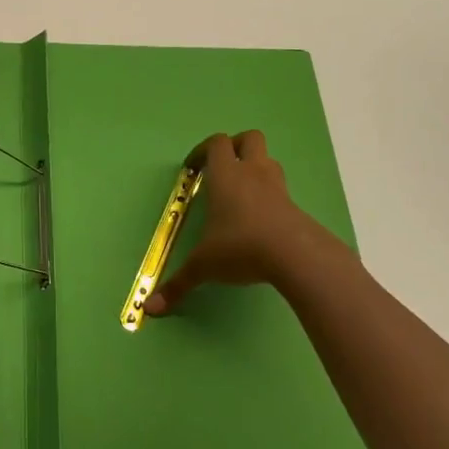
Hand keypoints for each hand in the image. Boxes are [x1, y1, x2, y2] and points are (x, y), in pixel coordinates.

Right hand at [145, 131, 325, 314]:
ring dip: (254, 168)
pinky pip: (281, 190)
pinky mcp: (296, 207)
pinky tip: (259, 221)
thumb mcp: (203, 266)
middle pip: (249, 139)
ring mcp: (279, 188)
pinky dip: (269, 196)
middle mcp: (253, 173)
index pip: (216, 144)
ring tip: (239, 193)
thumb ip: (178, 284)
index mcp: (226, 176)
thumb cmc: (241, 248)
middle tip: (221, 168)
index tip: (192, 169)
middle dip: (234, 147)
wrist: (299, 257)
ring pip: (269, 161)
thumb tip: (150, 309)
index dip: (201, 151)